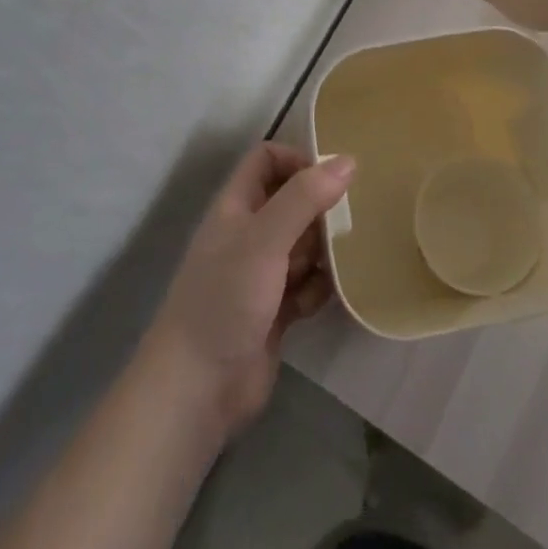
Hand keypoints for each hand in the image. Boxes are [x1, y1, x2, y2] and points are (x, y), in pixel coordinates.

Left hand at [142, 143, 355, 440]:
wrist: (198, 389)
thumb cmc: (226, 298)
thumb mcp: (265, 238)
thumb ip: (304, 198)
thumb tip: (347, 161)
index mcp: (237, 206)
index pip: (267, 160)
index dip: (297, 160)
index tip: (332, 178)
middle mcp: (248, 234)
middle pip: (292, 201)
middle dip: (320, 208)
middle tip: (349, 222)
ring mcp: (261, 274)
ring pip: (303, 244)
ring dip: (325, 250)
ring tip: (346, 258)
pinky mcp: (275, 311)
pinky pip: (306, 285)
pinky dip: (319, 288)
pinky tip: (329, 297)